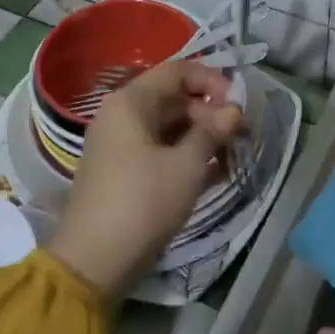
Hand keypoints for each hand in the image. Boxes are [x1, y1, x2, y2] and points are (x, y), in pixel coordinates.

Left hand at [48, 62, 243, 299]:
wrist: (94, 261)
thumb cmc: (143, 202)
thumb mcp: (186, 165)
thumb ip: (212, 131)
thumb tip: (234, 110)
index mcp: (130, 102)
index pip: (177, 72)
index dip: (211, 80)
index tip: (237, 103)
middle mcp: (121, 116)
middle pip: (173, 99)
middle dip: (209, 112)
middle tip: (240, 134)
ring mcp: (119, 145)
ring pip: (168, 127)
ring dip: (201, 136)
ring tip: (232, 153)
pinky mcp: (123, 172)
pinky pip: (160, 151)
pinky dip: (185, 155)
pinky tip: (215, 171)